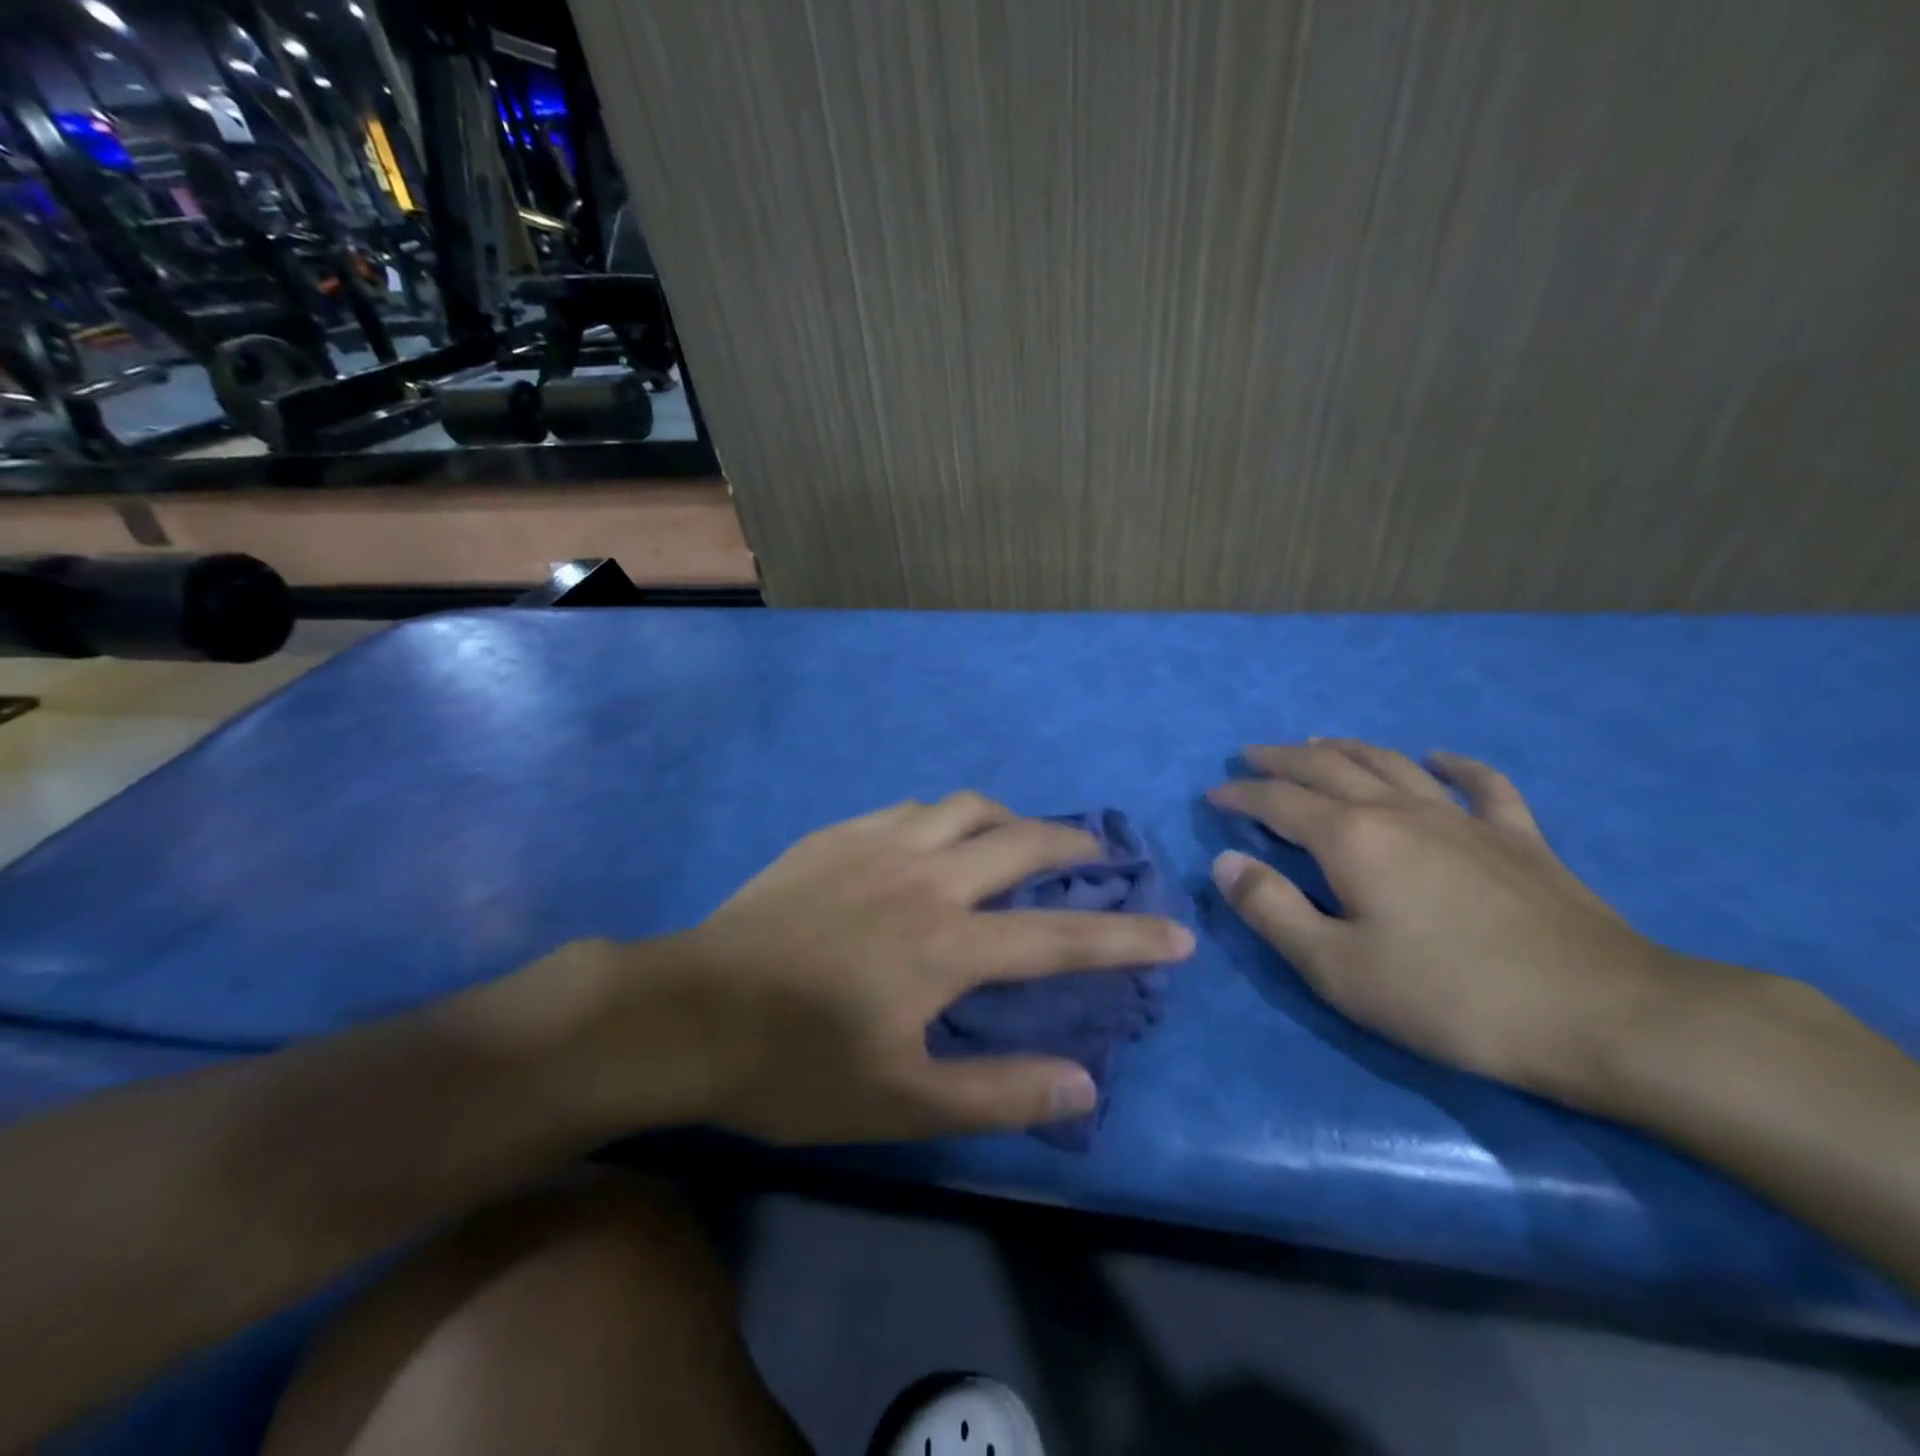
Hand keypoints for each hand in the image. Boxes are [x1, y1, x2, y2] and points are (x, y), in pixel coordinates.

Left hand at [632, 794, 1191, 1144]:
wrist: (691, 1010)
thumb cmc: (795, 1065)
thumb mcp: (901, 1102)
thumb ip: (997, 1092)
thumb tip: (1086, 1083)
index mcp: (948, 945)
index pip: (1062, 936)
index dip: (1127, 936)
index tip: (1177, 930)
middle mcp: (927, 879)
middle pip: (1023, 841)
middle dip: (1074, 844)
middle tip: (1097, 854)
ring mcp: (879, 846)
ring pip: (967, 806)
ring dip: (1008, 818)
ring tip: (1018, 839)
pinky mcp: (838, 834)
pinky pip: (911, 808)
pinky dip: (944, 818)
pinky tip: (934, 838)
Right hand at [1207, 740, 1723, 1107]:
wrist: (1602, 1014)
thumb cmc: (1450, 997)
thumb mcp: (1336, 968)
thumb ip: (1272, 910)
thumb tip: (1225, 862)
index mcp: (1352, 839)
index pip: (1279, 802)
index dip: (1241, 794)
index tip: (1213, 795)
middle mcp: (1400, 812)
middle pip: (1329, 768)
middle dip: (1282, 759)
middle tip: (1251, 755)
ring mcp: (1463, 820)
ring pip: (1392, 764)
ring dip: (1347, 748)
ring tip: (1319, 743)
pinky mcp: (1518, 839)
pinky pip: (1483, 786)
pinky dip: (1456, 766)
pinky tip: (1441, 757)